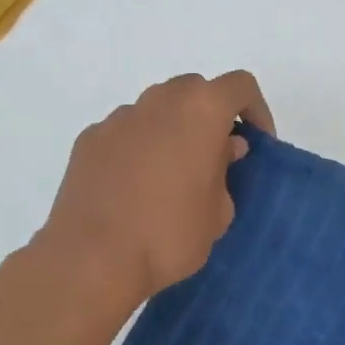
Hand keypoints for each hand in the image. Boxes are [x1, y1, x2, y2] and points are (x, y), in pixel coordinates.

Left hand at [38, 72, 273, 309]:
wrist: (92, 258)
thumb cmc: (169, 234)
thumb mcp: (218, 212)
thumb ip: (226, 171)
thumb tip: (222, 150)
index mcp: (200, 110)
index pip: (239, 86)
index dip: (256, 110)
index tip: (256, 144)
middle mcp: (158, 101)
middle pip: (194, 91)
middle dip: (210, 117)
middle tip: (214, 158)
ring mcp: (118, 118)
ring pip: (156, 111)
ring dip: (171, 131)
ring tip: (171, 177)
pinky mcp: (89, 139)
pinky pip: (125, 133)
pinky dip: (137, 149)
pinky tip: (133, 188)